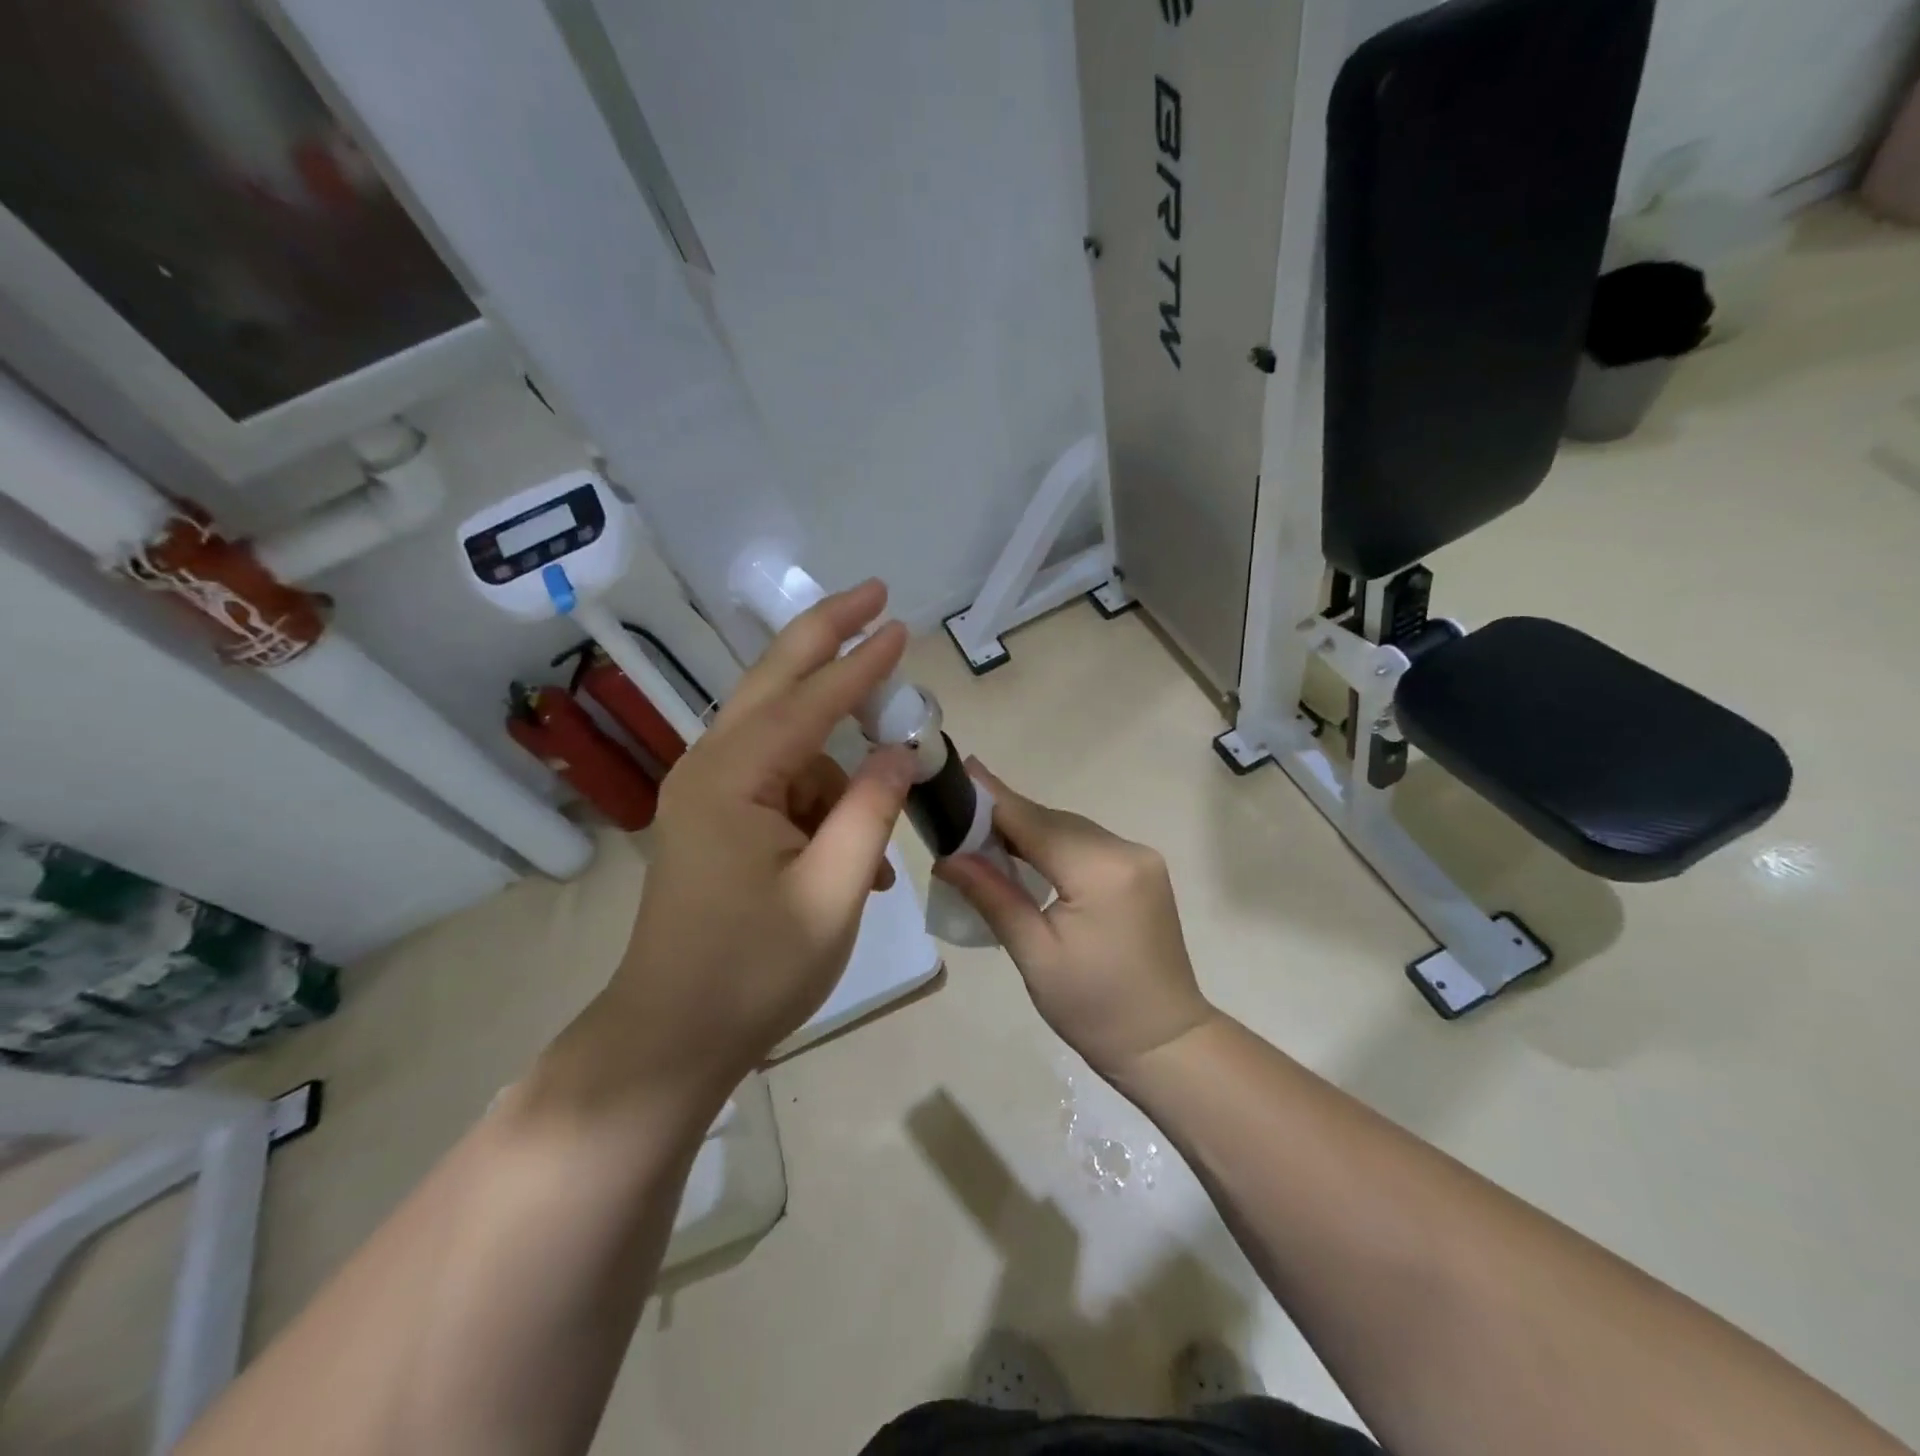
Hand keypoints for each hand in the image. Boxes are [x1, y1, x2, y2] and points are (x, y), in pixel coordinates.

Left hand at [583, 581, 916, 1108]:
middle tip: (876, 596)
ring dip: (840, 780)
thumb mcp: (834, 891)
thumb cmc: (755, 971)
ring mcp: (706, 792)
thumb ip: (871, 809)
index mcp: (733, 779)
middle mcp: (710, 768)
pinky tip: (852, 862)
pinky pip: (780, 787)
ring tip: (871, 860)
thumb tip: (902, 750)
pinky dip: (820, 808)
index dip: (863, 664)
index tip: (902, 625)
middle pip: (776, 681)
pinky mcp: (712, 818)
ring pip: (789, 748)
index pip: (811, 702)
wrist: (672, 1037)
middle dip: (828, 636)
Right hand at [936, 766, 1216, 1080]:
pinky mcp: (1143, 872)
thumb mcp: (1034, 954)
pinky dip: (1055, 845)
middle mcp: (1126, 850)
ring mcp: (1140, 859)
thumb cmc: (1094, 1008)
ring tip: (982, 832)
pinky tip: (1026, 854)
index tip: (959, 770)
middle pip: (1053, 821)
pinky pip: (1088, 845)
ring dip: (1029, 830)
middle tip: (958, 812)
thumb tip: (947, 856)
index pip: (1033, 821)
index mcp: (1100, 869)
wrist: (1165, 1042)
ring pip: (1071, 830)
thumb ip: (993, 895)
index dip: (992, 798)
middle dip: (1006, 816)